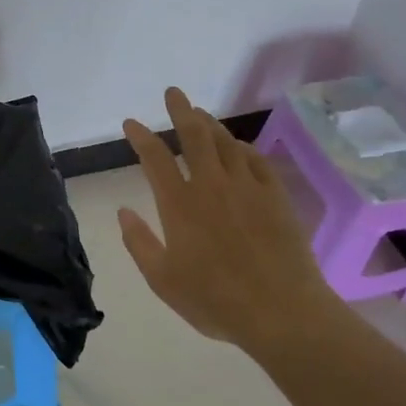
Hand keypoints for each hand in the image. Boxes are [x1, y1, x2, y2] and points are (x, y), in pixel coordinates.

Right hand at [117, 87, 341, 350]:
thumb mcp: (163, 280)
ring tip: (201, 114)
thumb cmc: (215, 301)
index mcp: (179, 203)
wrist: (282, 313)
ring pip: (226, 142)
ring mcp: (246, 187)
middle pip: (194, 135)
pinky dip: (243, 148)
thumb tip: (123, 212)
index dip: (141, 136)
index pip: (155, 157)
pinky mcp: (275, 196)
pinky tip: (239, 147)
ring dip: (210, 124)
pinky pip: (256, 160)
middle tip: (173, 93)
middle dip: (180, 109)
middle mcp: (211, 185)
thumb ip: (139, 243)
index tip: (131, 123)